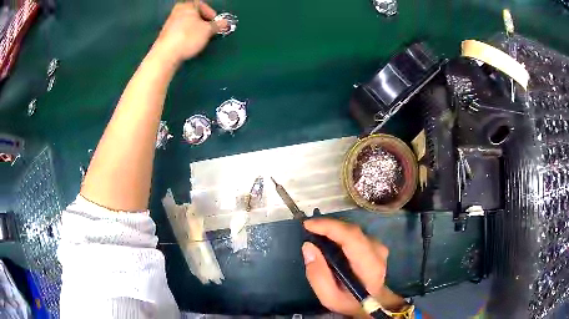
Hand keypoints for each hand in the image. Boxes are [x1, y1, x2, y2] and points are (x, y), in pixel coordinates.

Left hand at [152, 2, 226, 64]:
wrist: (166, 54)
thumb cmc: (188, 37)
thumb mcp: (208, 30)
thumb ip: (218, 25)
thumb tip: (224, 23)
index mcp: (188, 5)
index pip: (202, 5)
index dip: (211, 13)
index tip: (215, 23)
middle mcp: (177, 11)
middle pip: (194, 14)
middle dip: (203, 22)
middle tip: (209, 30)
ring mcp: (169, 23)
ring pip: (187, 23)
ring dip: (194, 29)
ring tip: (200, 38)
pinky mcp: (165, 35)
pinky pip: (180, 32)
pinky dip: (186, 35)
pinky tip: (189, 44)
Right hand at [302, 219, 404, 315]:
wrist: (373, 302)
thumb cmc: (350, 302)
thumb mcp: (329, 297)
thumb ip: (318, 275)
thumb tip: (308, 247)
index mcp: (369, 266)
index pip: (352, 238)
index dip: (330, 227)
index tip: (308, 225)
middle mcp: (377, 251)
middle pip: (352, 231)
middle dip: (328, 226)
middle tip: (307, 228)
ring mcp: (378, 245)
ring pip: (352, 230)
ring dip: (333, 229)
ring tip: (315, 233)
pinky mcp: (375, 244)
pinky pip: (354, 233)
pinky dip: (339, 232)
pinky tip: (328, 238)